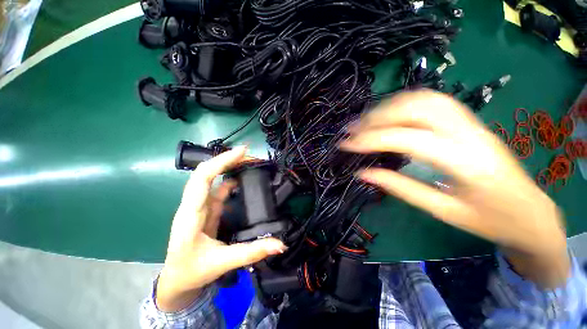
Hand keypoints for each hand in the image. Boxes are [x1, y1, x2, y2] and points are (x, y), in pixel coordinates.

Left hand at [156, 146, 286, 311]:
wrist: (177, 281)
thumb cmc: (192, 271)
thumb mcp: (222, 262)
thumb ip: (252, 252)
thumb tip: (280, 244)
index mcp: (191, 213)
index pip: (203, 177)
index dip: (222, 161)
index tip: (242, 151)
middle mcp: (194, 204)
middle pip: (207, 172)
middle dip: (228, 159)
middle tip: (250, 155)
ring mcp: (200, 206)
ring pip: (213, 179)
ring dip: (230, 168)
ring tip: (249, 163)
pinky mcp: (207, 209)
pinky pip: (219, 190)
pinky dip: (231, 181)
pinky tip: (242, 180)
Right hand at [341, 90, 568, 286]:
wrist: (530, 212)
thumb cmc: (489, 219)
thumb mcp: (442, 211)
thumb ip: (400, 187)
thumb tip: (363, 173)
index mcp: (465, 161)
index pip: (407, 139)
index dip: (371, 139)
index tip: (346, 144)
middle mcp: (469, 133)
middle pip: (416, 109)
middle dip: (376, 117)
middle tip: (352, 130)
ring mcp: (471, 122)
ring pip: (424, 99)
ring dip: (389, 106)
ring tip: (365, 120)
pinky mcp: (469, 121)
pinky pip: (433, 100)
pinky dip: (405, 102)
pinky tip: (390, 113)